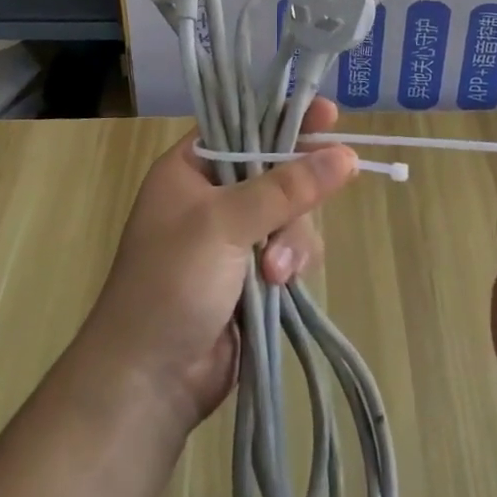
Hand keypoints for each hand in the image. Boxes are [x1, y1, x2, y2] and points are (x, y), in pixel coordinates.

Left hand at [81, 97, 357, 427]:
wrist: (149, 381)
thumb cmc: (171, 283)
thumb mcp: (224, 224)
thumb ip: (286, 187)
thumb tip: (346, 154)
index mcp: (190, 168)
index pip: (245, 126)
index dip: (286, 118)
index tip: (329, 115)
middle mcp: (213, 196)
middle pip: (278, 170)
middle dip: (294, 198)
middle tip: (310, 205)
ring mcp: (235, 237)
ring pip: (292, 214)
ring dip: (293, 240)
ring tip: (277, 272)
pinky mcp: (253, 273)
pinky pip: (292, 249)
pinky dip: (293, 263)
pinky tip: (282, 286)